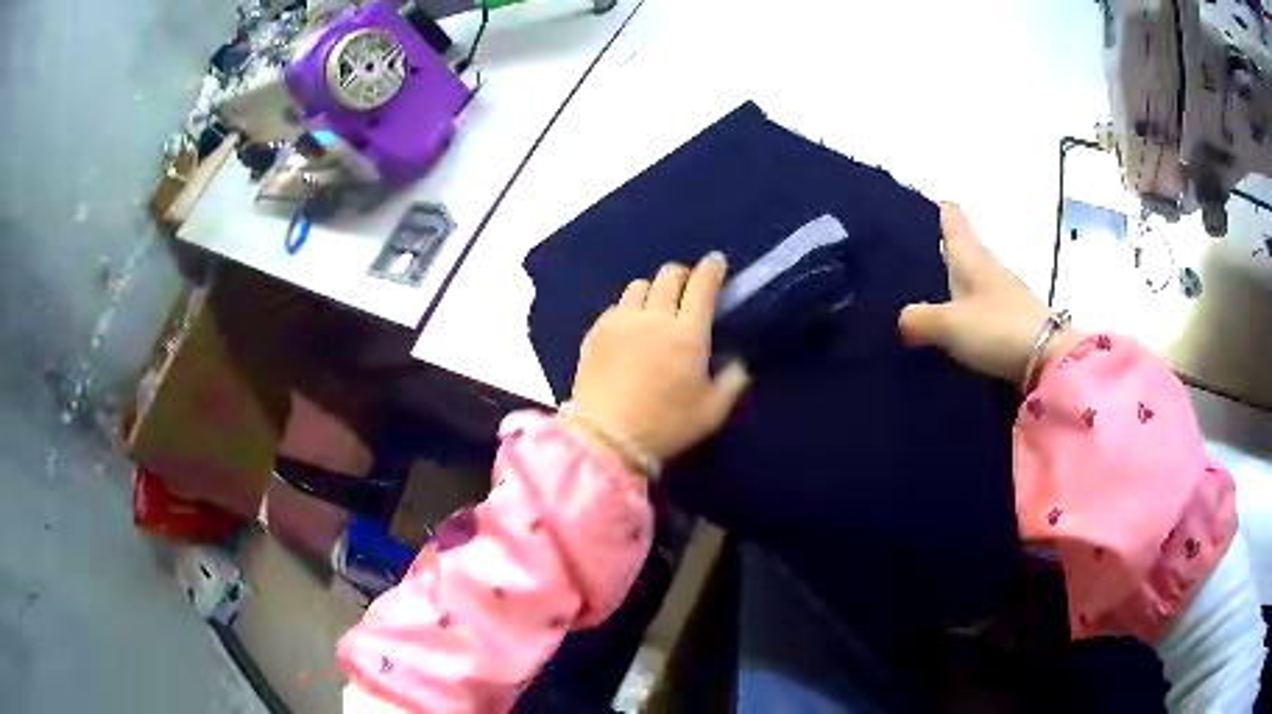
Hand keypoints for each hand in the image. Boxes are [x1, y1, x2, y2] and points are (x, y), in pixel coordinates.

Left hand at [569, 253, 750, 467]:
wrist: (606, 437)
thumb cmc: (665, 425)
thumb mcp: (712, 411)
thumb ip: (732, 382)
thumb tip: (740, 363)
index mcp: (688, 333)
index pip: (703, 285)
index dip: (712, 269)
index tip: (717, 263)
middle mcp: (655, 317)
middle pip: (670, 275)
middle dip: (684, 274)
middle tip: (689, 289)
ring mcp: (621, 321)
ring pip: (640, 286)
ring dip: (654, 290)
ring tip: (657, 307)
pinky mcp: (596, 332)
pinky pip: (617, 306)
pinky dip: (629, 309)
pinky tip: (631, 328)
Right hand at [898, 202, 1078, 383]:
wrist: (1046, 359)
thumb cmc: (996, 328)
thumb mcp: (949, 323)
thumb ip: (920, 318)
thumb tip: (903, 319)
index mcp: (970, 254)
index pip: (951, 215)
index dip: (932, 206)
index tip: (910, 205)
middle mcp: (985, 265)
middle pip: (958, 246)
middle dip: (934, 247)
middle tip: (900, 257)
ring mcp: (1000, 292)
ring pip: (967, 277)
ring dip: (947, 282)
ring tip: (917, 295)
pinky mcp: (1008, 319)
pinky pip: (976, 305)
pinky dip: (960, 309)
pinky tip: (947, 326)